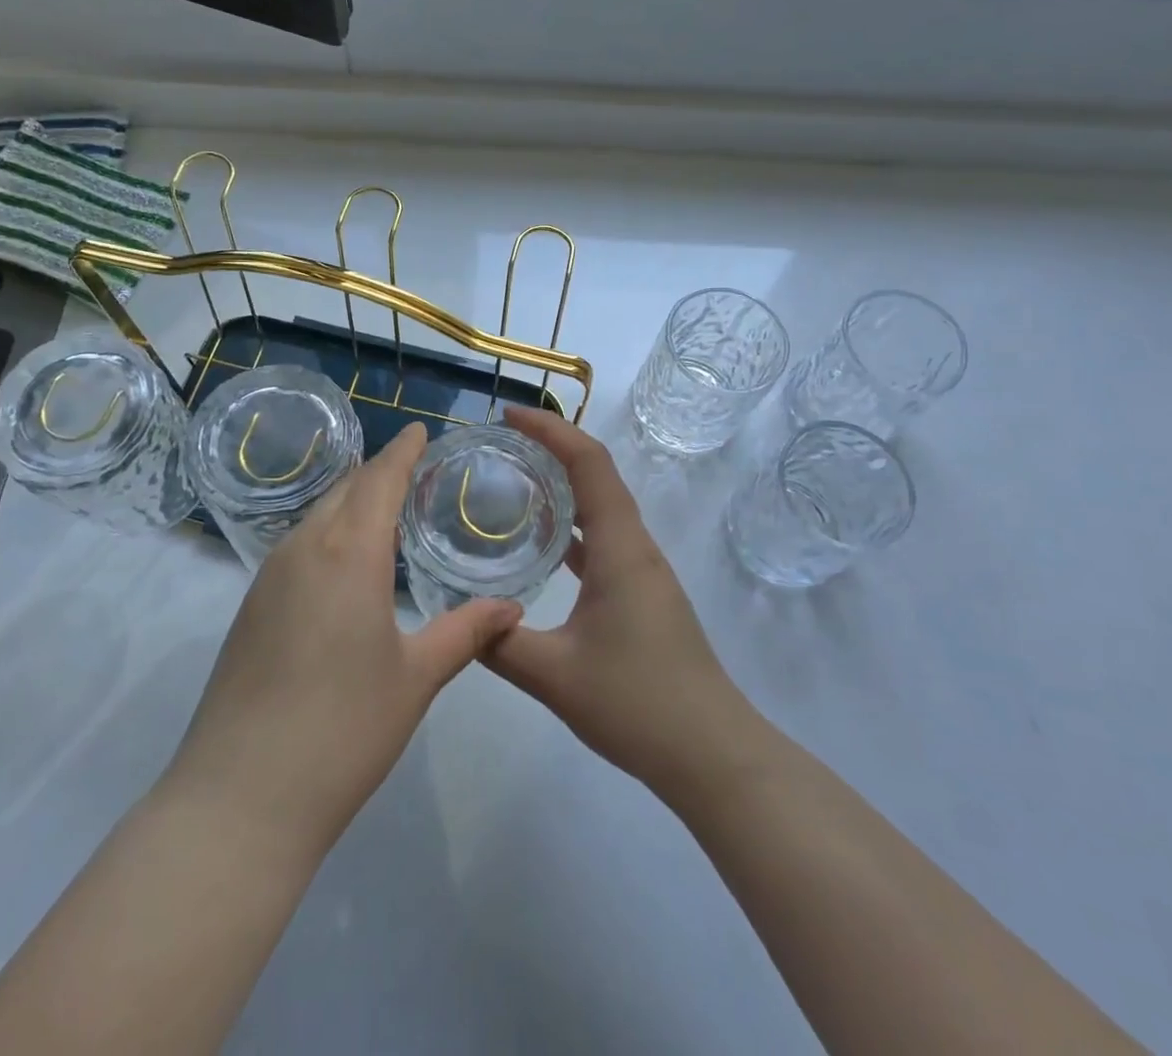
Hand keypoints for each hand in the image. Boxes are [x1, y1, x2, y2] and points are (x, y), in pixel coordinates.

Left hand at [165, 422, 520, 858]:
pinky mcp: (250, 607)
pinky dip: (328, 533)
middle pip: (345, 489)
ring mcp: (268, 577)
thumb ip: (466, 632)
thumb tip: (512, 608)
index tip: (419, 430)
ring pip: (316, 516)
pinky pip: (297, 546)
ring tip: (384, 511)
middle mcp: (303, 549)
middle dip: (378, 472)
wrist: (239, 797)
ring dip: (350, 502)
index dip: (401, 451)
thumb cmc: (343, 729)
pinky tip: (345, 564)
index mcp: (349, 553)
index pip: (379, 479)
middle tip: (413, 471)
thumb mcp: (417, 678)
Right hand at [485, 407, 759, 794]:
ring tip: (515, 480)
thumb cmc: (638, 704)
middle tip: (501, 444)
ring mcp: (642, 571)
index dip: (551, 429)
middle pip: (597, 475)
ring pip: (601, 507)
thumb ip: (498, 644)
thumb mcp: (555, 676)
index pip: (589, 463)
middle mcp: (635, 547)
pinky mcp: (642, 594)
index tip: (510, 416)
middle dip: (552, 448)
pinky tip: (542, 544)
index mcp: (620, 547)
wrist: (712, 754)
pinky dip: (572, 526)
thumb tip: (458, 618)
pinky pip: (603, 540)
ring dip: (563, 484)